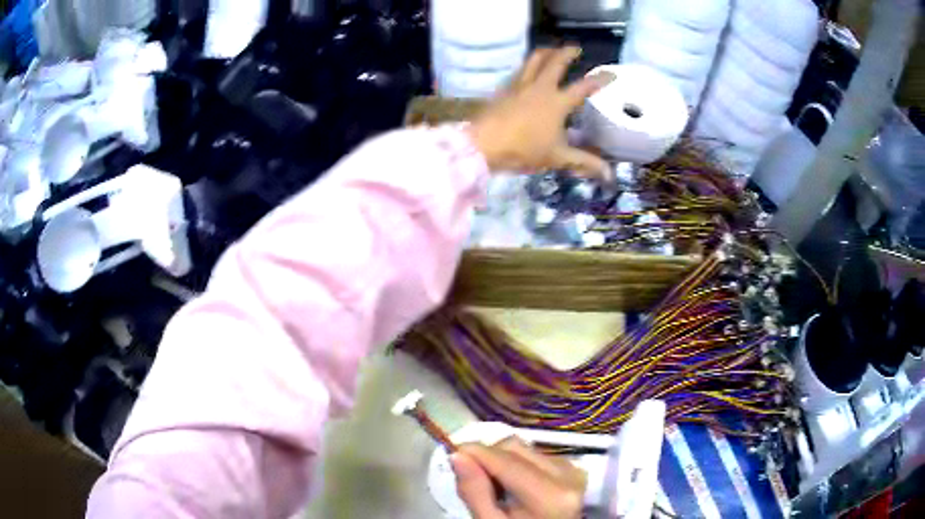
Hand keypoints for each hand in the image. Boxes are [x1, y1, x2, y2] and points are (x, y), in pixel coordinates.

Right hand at [451, 438, 587, 518]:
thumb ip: (475, 492)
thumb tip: (457, 455)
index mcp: (549, 494)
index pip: (504, 459)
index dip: (474, 451)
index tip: (451, 454)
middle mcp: (568, 474)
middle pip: (514, 447)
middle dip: (487, 455)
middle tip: (471, 476)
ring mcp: (574, 470)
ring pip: (526, 448)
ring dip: (503, 459)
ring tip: (494, 485)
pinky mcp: (574, 469)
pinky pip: (538, 454)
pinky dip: (519, 463)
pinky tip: (514, 485)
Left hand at [469, 47, 612, 176]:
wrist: (483, 144)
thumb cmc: (523, 150)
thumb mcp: (557, 158)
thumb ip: (584, 162)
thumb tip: (608, 174)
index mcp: (557, 102)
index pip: (583, 87)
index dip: (599, 80)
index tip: (611, 74)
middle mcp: (540, 87)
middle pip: (555, 62)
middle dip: (566, 52)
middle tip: (575, 49)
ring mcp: (519, 85)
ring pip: (533, 60)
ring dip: (545, 53)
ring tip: (551, 50)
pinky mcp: (503, 89)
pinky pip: (519, 71)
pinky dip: (528, 66)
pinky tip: (527, 71)